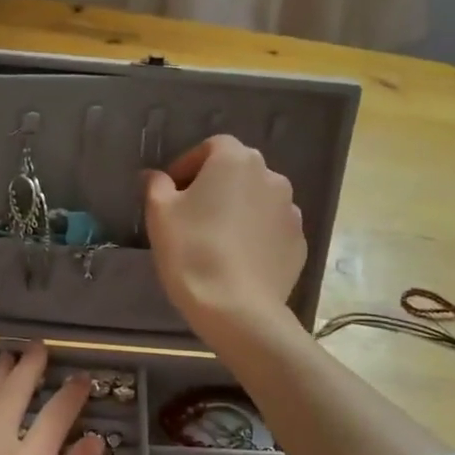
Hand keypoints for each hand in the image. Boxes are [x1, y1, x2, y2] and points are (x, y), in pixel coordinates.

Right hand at [143, 134, 306, 341]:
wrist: (237, 307)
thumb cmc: (191, 251)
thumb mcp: (160, 214)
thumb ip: (156, 186)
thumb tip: (156, 176)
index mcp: (235, 160)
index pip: (211, 147)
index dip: (188, 166)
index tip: (171, 192)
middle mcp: (271, 176)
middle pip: (238, 172)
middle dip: (215, 187)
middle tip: (191, 216)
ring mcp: (290, 211)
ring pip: (257, 201)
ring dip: (238, 211)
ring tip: (217, 241)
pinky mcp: (299, 243)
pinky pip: (271, 230)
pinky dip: (255, 236)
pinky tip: (237, 260)